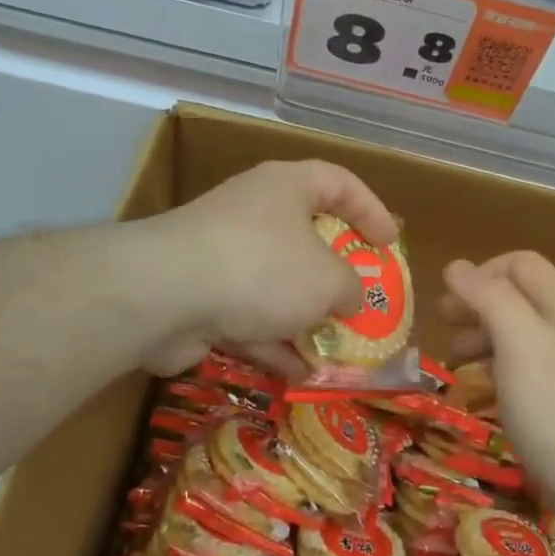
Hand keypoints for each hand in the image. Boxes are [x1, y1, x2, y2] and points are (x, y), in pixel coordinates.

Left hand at [137, 160, 397, 376]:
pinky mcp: (201, 295)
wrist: (164, 295)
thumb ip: (352, 288)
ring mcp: (224, 254)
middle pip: (306, 236)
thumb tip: (349, 298)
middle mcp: (255, 213)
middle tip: (361, 299)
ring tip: (337, 349)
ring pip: (277, 284)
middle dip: (335, 275)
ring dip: (306, 318)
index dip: (371, 209)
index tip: (390, 244)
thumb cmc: (262, 267)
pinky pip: (249, 316)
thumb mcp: (327, 279)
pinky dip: (274, 342)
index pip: (338, 182)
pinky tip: (299, 373)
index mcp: (286, 188)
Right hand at [441, 252, 554, 492]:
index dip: (482, 272)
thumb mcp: (517, 339)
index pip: (520, 263)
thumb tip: (455, 267)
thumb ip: (488, 297)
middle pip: (516, 294)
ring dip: (480, 333)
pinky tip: (479, 385)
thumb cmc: (551, 401)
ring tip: (452, 358)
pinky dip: (493, 363)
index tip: (452, 301)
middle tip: (441, 324)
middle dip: (475, 302)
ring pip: (515, 330)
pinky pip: (519, 364)